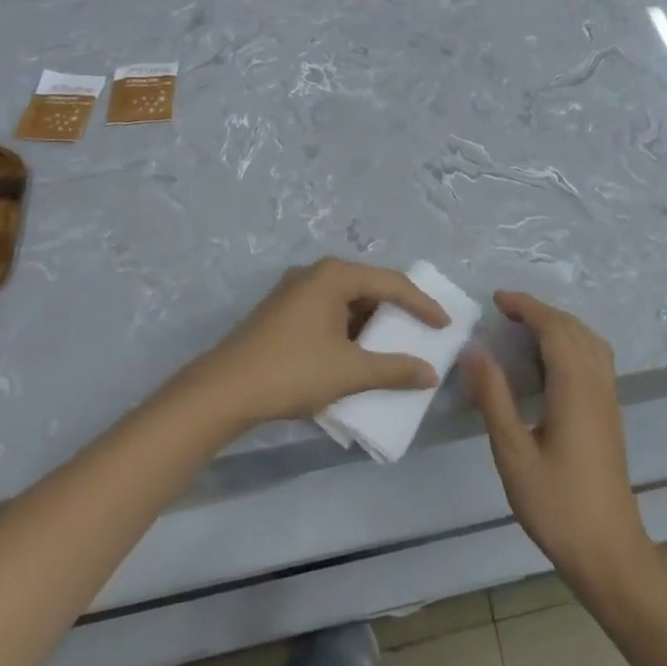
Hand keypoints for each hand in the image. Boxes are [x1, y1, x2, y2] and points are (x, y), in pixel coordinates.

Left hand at [191, 258, 448, 428]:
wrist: (222, 392)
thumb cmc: (292, 371)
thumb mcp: (350, 372)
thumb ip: (394, 370)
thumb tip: (430, 373)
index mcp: (334, 275)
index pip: (391, 283)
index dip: (422, 304)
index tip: (444, 326)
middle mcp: (315, 273)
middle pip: (368, 286)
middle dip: (396, 311)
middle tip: (421, 331)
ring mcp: (294, 291)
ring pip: (346, 301)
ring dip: (370, 323)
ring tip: (392, 346)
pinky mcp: (280, 311)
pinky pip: (327, 311)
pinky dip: (348, 329)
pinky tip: (355, 354)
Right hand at [463, 292, 652, 594]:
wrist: (609, 551)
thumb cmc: (557, 504)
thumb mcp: (513, 453)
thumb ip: (494, 397)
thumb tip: (474, 351)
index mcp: (575, 387)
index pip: (554, 328)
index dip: (527, 307)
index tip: (497, 299)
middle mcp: (597, 383)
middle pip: (573, 328)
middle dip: (539, 311)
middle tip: (504, 312)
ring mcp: (608, 398)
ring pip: (588, 341)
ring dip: (558, 325)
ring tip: (524, 329)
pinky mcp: (609, 413)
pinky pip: (594, 357)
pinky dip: (571, 342)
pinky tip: (550, 362)